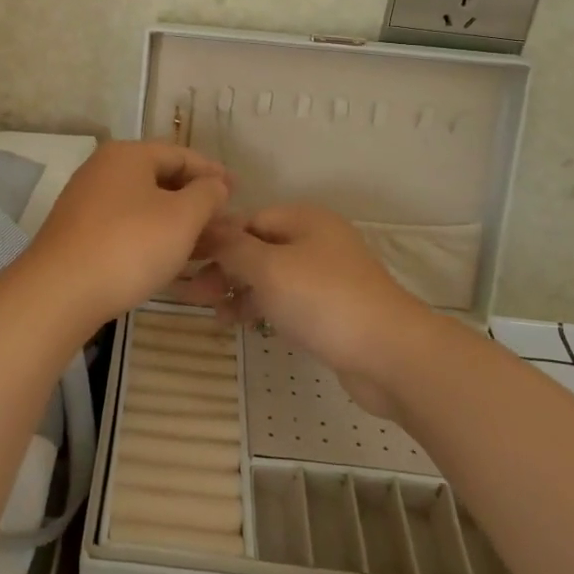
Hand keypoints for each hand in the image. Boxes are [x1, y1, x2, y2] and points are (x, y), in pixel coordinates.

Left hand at [16, 142, 231, 329]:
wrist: (60, 292)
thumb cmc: (129, 245)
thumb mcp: (182, 218)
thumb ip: (207, 195)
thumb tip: (216, 184)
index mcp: (128, 155)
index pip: (181, 155)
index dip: (213, 172)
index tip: (238, 190)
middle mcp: (104, 169)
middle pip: (161, 178)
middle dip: (196, 200)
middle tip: (225, 221)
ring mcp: (87, 201)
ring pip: (144, 205)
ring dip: (177, 222)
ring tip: (206, 244)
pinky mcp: (79, 233)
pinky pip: (126, 225)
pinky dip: (153, 236)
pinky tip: (170, 259)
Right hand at [183, 204, 431, 418]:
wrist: (389, 354)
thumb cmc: (323, 300)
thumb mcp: (268, 268)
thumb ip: (232, 247)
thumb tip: (205, 227)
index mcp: (304, 218)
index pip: (247, 219)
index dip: (214, 238)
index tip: (183, 260)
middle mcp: (315, 239)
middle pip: (257, 247)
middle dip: (223, 267)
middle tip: (192, 293)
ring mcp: (325, 275)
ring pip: (269, 275)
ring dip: (238, 290)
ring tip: (213, 314)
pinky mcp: (330, 308)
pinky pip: (286, 299)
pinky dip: (261, 307)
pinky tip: (239, 324)